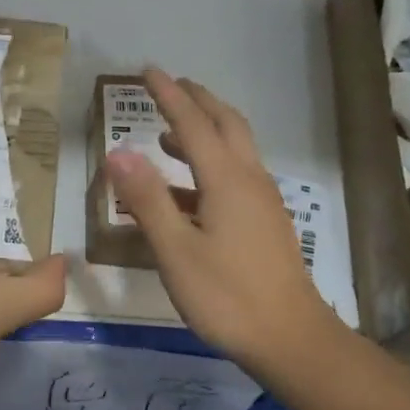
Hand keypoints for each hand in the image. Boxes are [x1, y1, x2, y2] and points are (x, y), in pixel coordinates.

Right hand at [105, 68, 346, 378]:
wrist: (291, 339)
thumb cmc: (227, 296)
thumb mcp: (175, 250)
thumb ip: (148, 199)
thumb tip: (119, 152)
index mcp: (226, 180)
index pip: (193, 124)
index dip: (169, 95)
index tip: (148, 70)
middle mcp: (249, 179)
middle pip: (225, 124)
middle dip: (197, 100)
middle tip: (170, 85)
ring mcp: (262, 200)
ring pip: (236, 147)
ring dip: (206, 130)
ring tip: (170, 134)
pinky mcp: (265, 221)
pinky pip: (237, 173)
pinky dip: (210, 162)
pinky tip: (187, 189)